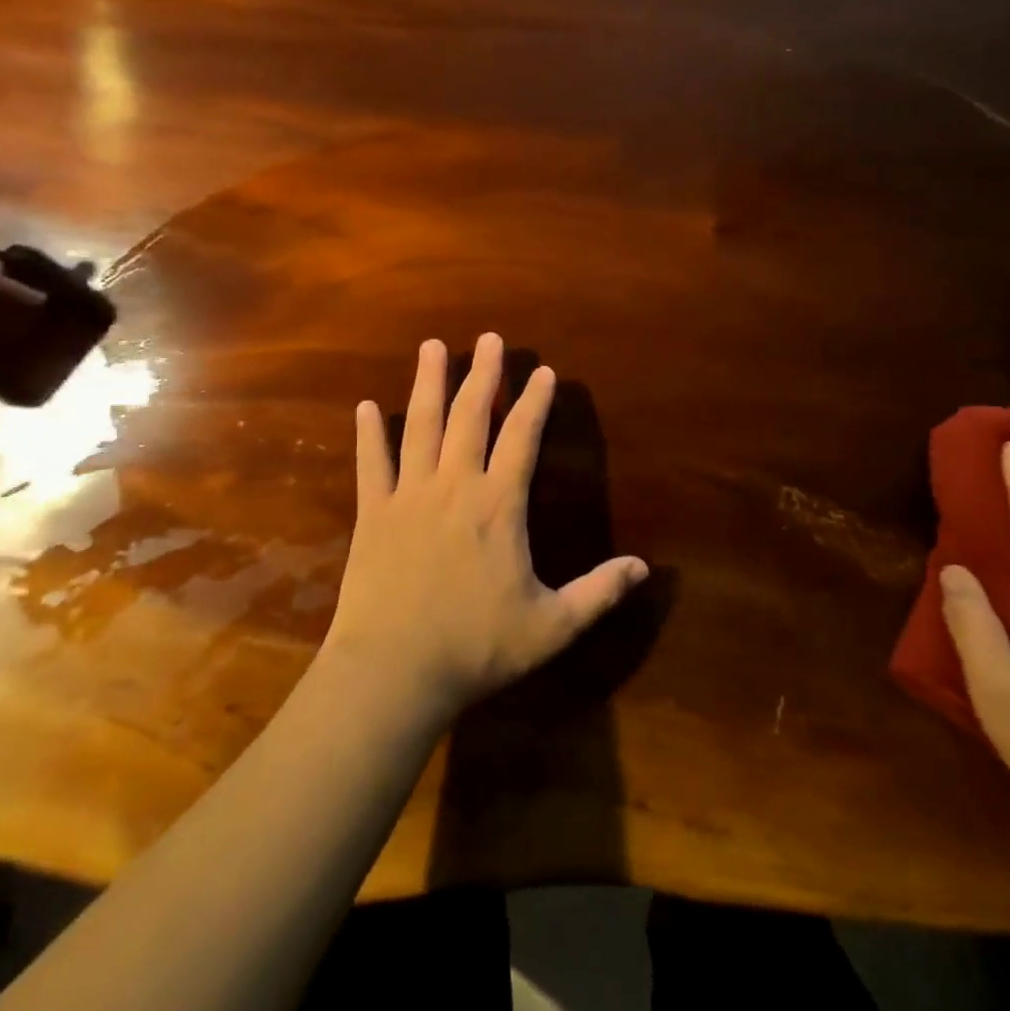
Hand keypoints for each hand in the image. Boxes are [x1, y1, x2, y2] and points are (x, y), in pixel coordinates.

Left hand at [321, 334, 648, 725]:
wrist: (394, 672)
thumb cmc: (476, 647)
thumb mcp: (551, 626)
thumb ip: (598, 593)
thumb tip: (644, 567)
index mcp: (498, 506)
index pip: (522, 438)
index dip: (534, 402)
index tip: (543, 372)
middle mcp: (454, 486)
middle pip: (470, 416)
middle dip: (483, 374)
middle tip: (490, 338)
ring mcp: (409, 495)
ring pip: (421, 426)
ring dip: (428, 383)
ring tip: (433, 347)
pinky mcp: (373, 514)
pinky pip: (372, 463)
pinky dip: (369, 433)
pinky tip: (366, 406)